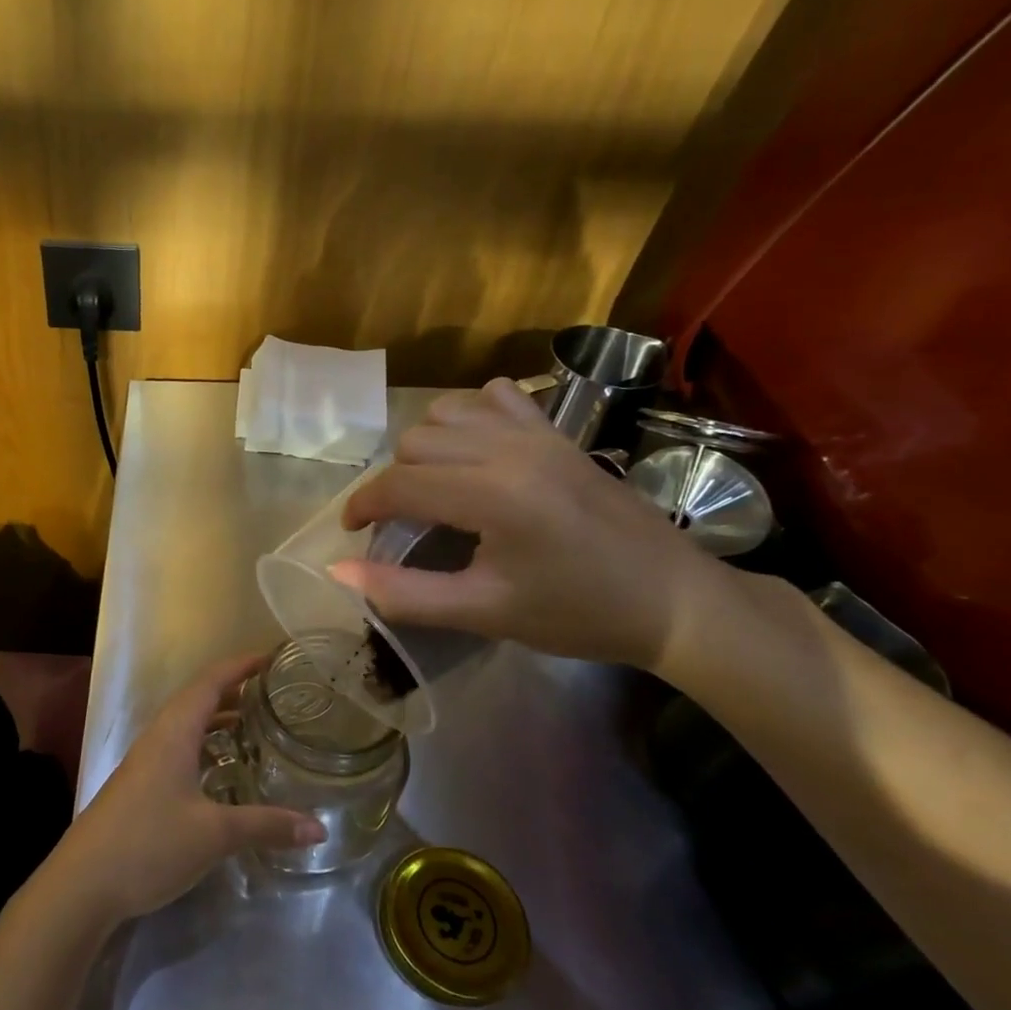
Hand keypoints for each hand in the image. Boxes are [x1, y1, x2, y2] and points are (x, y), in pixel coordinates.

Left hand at [45, 654, 325, 925]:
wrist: (82, 885)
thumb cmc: (149, 843)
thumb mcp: (214, 834)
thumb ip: (266, 825)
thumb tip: (319, 827)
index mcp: (174, 731)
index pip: (210, 682)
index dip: (240, 665)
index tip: (272, 658)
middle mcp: (158, 738)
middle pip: (198, 700)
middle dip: (234, 691)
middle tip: (273, 695)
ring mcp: (145, 763)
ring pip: (187, 727)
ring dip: (219, 721)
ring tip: (255, 728)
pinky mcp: (140, 787)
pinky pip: (179, 751)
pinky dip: (206, 749)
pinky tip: (223, 773)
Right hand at [331, 377, 727, 669]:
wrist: (673, 600)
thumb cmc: (578, 613)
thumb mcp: (484, 612)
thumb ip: (403, 592)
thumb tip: (337, 569)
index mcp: (493, 495)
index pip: (399, 484)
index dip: (362, 506)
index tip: (351, 531)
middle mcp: (510, 448)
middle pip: (415, 444)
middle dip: (394, 483)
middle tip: (402, 526)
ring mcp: (538, 432)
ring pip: (446, 413)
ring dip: (425, 448)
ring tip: (435, 488)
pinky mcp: (558, 431)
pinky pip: (493, 396)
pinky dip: (469, 417)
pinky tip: (476, 451)